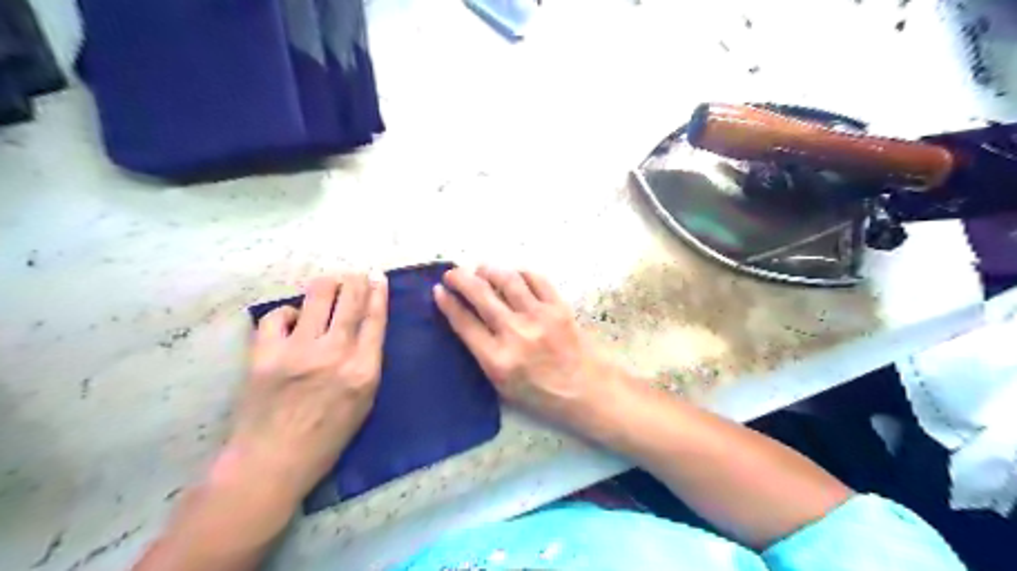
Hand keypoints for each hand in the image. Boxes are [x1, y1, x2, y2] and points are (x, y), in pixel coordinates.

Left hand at [227, 273, 387, 499]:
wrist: (271, 462)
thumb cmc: (325, 439)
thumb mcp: (363, 404)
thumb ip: (366, 365)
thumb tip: (362, 332)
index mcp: (363, 370)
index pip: (375, 320)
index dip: (378, 294)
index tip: (378, 277)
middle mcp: (334, 354)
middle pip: (350, 302)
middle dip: (356, 280)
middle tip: (356, 273)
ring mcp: (298, 351)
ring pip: (317, 297)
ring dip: (327, 285)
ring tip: (330, 284)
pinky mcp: (265, 353)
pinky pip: (278, 316)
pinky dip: (288, 312)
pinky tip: (293, 319)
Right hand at [434, 267, 622, 432]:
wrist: (585, 389)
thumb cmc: (540, 392)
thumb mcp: (502, 385)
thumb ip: (482, 353)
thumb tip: (466, 319)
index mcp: (497, 359)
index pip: (464, 322)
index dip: (448, 303)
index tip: (439, 290)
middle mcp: (515, 333)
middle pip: (481, 295)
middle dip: (460, 279)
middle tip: (453, 273)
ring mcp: (539, 316)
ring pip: (507, 280)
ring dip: (489, 270)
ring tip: (481, 268)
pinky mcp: (558, 307)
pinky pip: (536, 279)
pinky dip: (520, 272)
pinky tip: (513, 274)